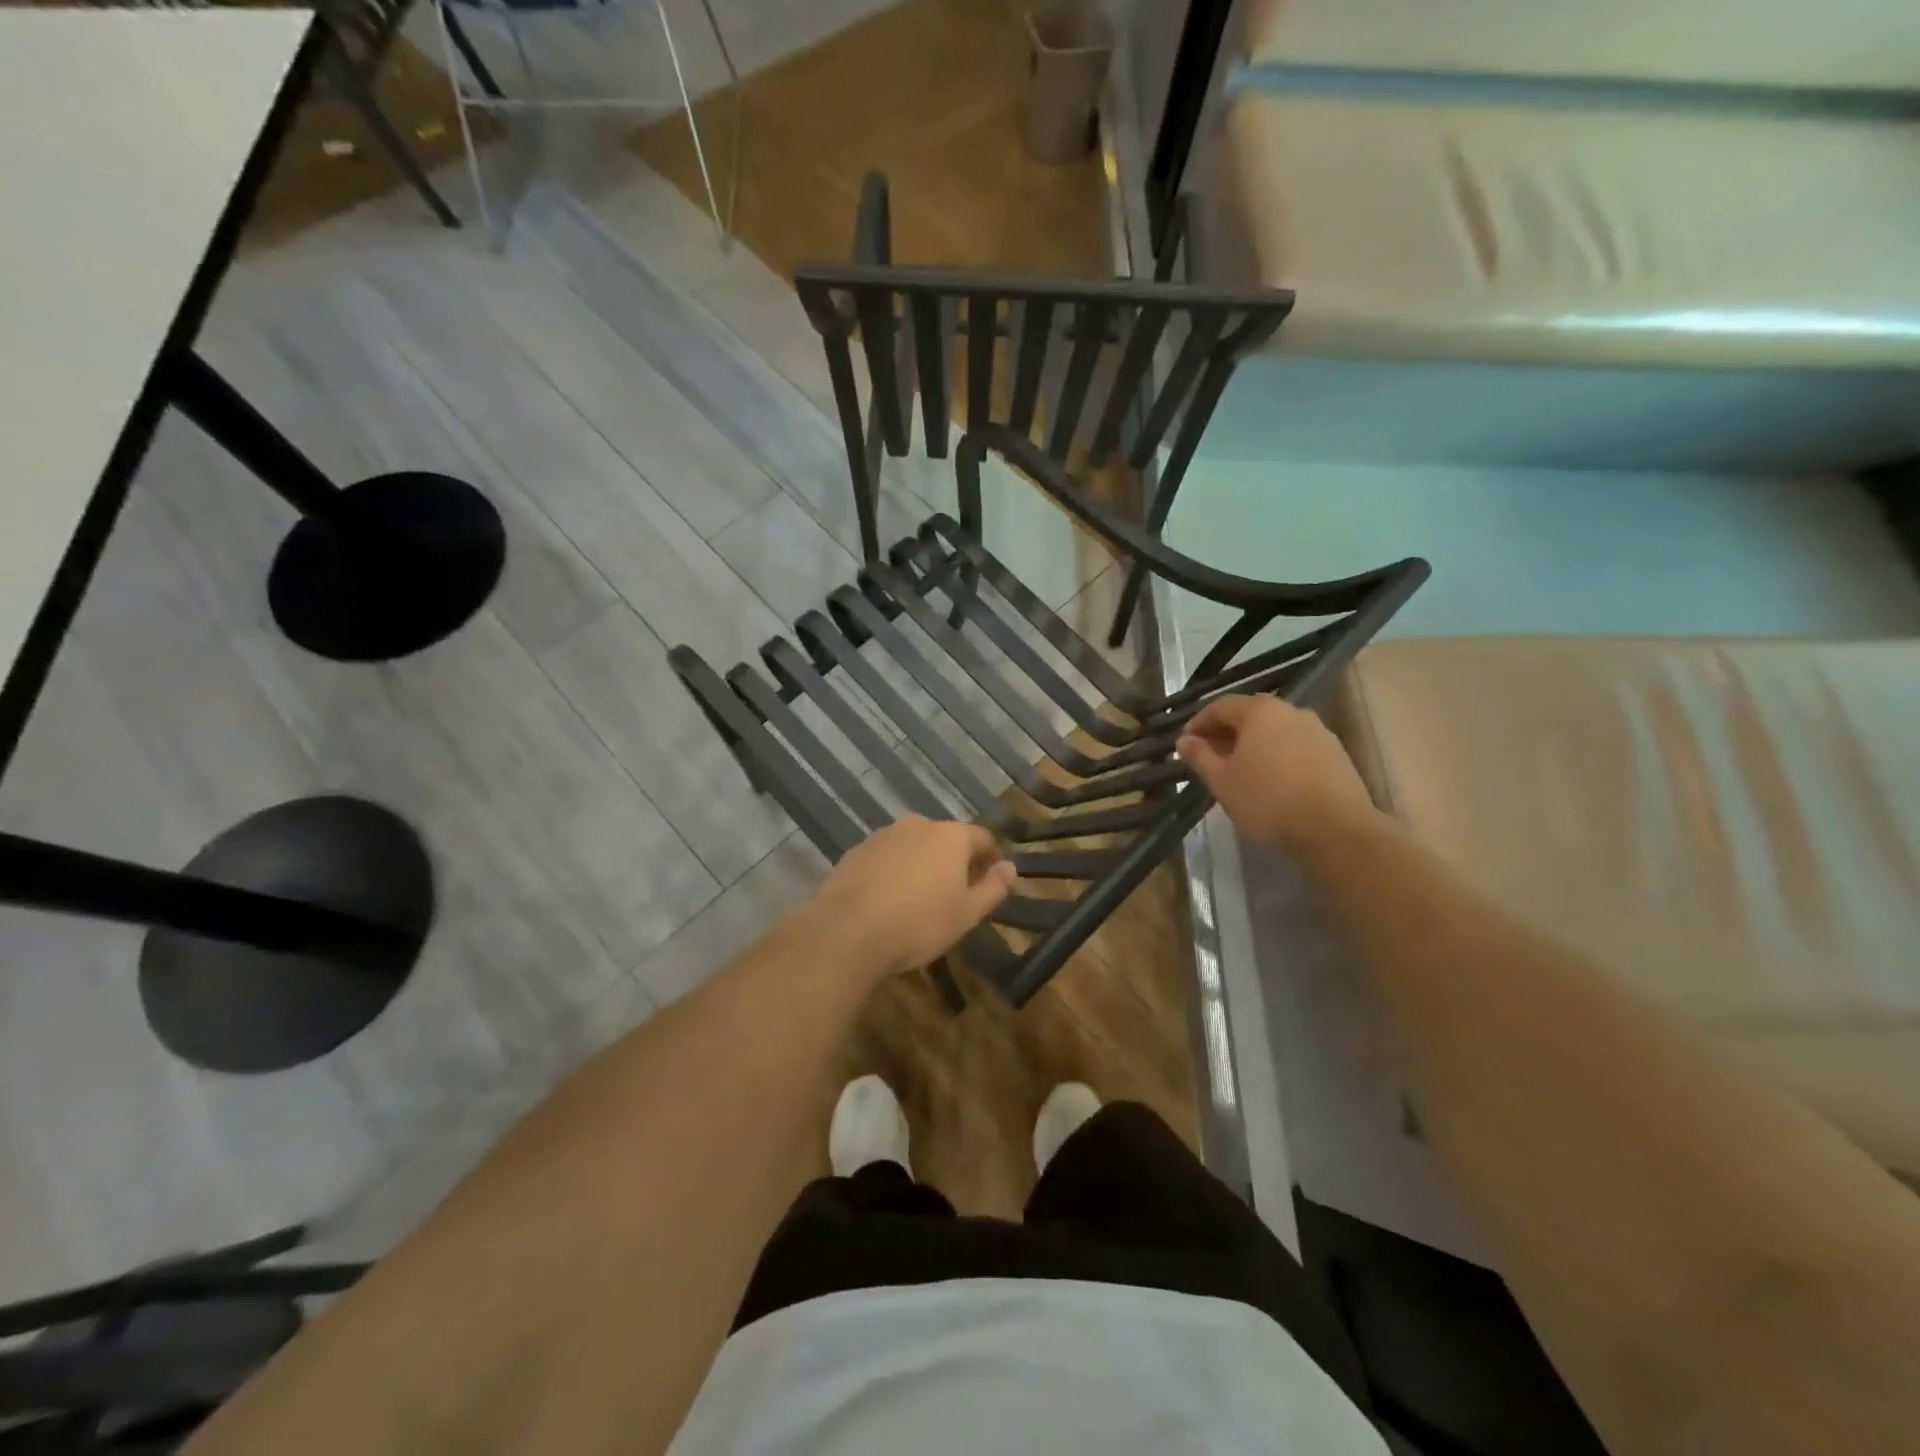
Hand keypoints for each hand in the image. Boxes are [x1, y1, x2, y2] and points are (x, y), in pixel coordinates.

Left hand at [810, 816, 1016, 977]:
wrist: (847, 931)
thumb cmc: (918, 923)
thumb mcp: (967, 913)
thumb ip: (993, 887)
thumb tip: (1010, 867)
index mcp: (951, 836)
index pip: (982, 838)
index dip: (991, 858)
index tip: (992, 880)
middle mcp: (918, 825)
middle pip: (946, 839)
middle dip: (955, 860)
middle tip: (956, 893)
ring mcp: (883, 835)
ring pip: (914, 846)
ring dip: (922, 864)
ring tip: (920, 898)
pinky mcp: (856, 851)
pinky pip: (887, 857)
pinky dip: (894, 871)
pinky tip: (889, 899)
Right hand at [1176, 695, 1382, 853]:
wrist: (1335, 829)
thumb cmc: (1267, 800)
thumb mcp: (1222, 781)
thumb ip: (1200, 756)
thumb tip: (1184, 741)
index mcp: (1260, 711)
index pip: (1220, 706)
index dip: (1198, 724)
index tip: (1185, 745)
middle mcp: (1291, 711)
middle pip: (1250, 716)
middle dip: (1226, 734)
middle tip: (1209, 759)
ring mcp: (1318, 731)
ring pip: (1275, 732)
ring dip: (1253, 746)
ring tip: (1240, 773)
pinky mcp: (1336, 754)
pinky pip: (1296, 747)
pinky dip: (1277, 757)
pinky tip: (1271, 782)